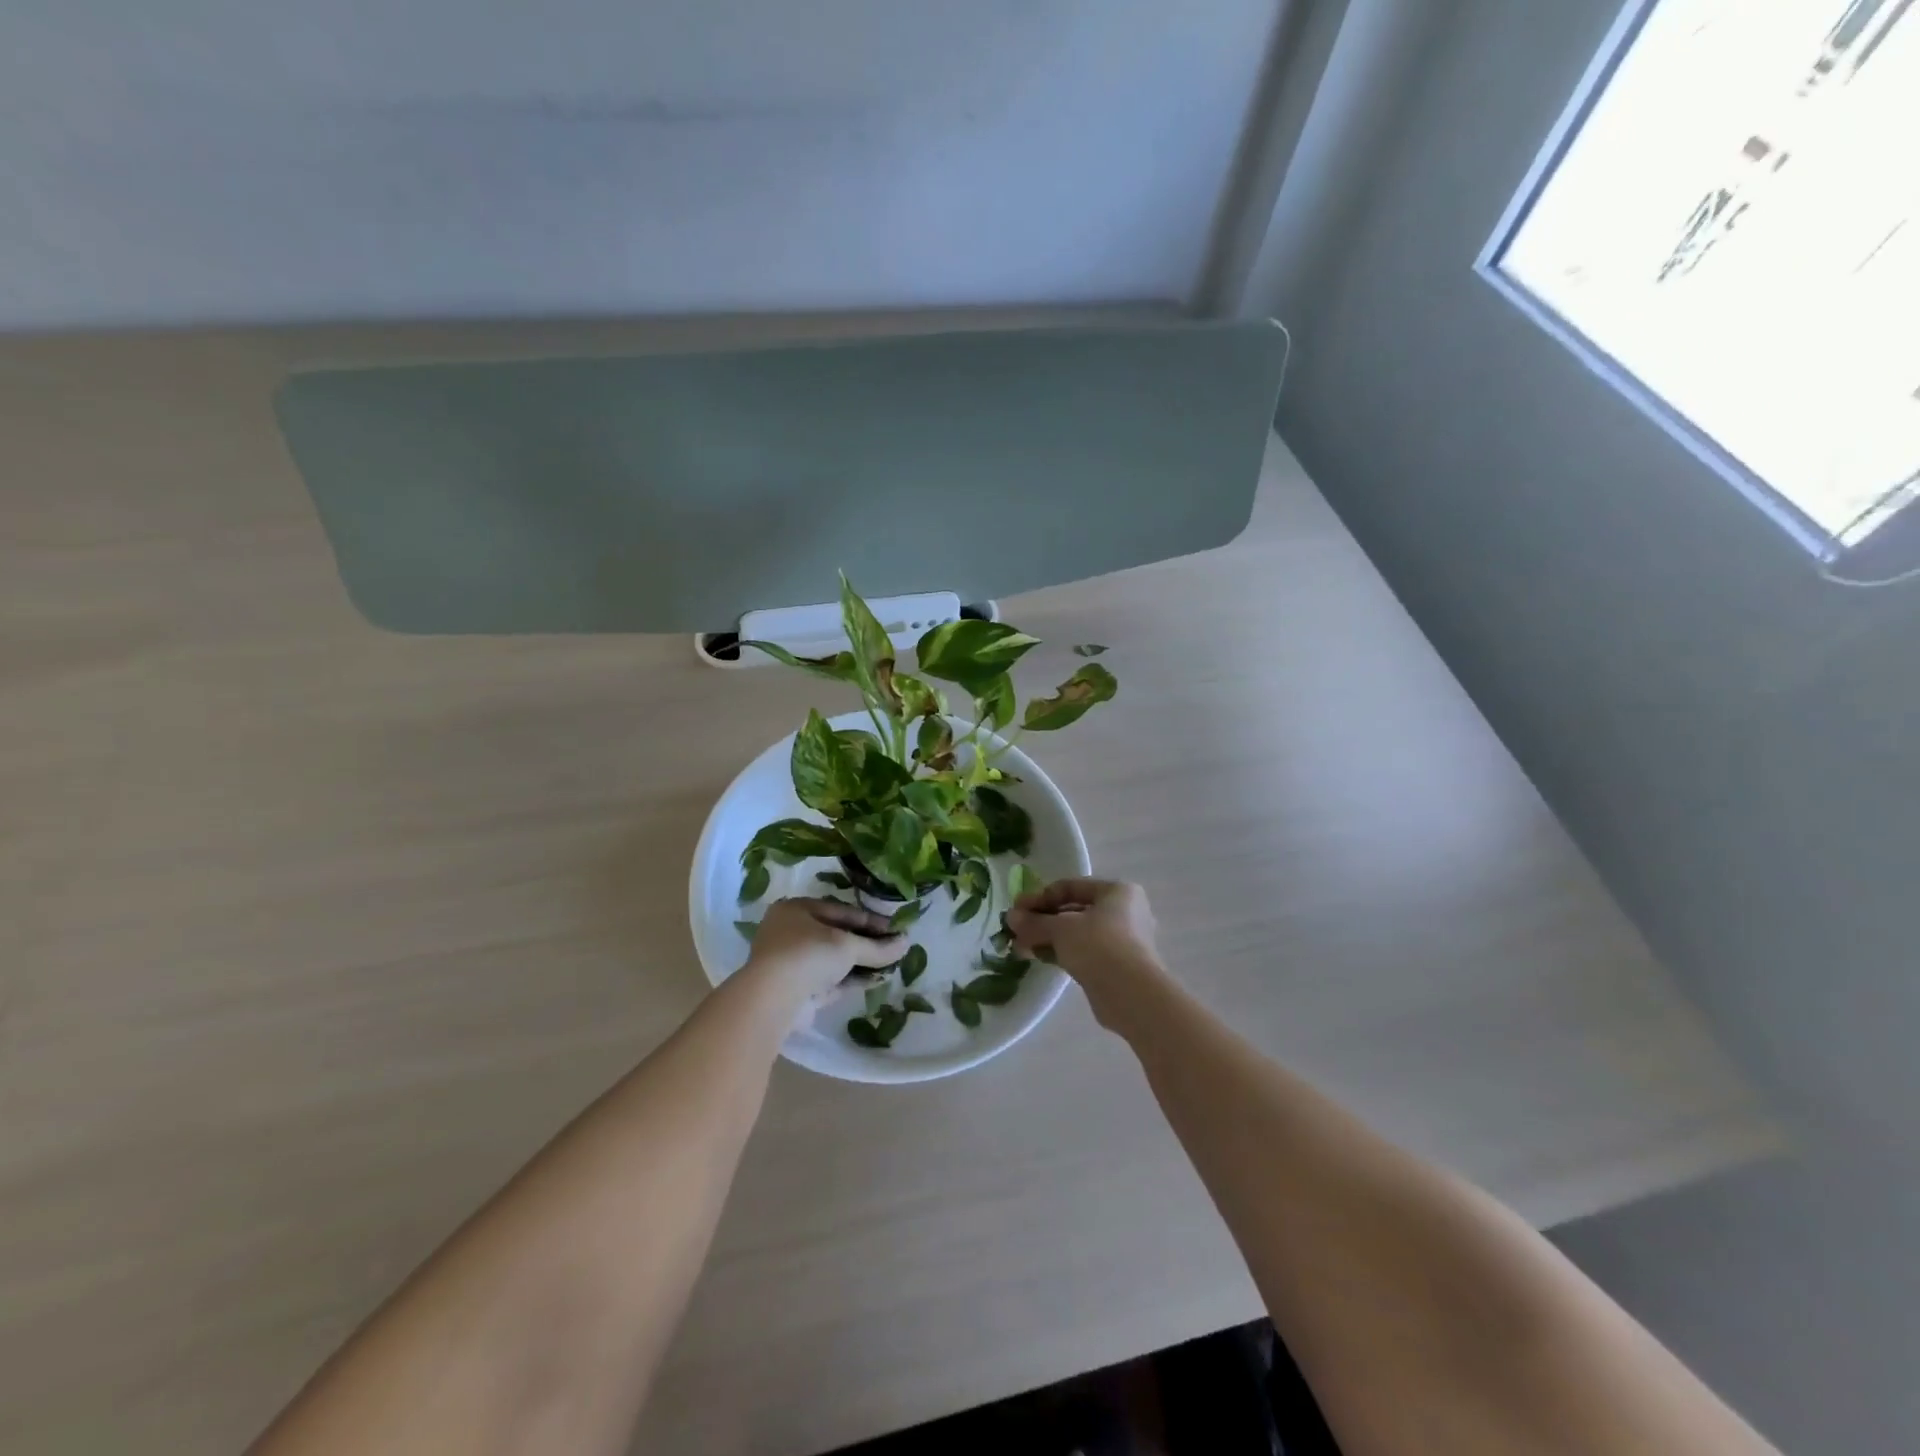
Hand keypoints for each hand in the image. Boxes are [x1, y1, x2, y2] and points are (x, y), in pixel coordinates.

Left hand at [744, 897, 906, 1004]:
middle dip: (866, 942)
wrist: (773, 999)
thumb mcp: (847, 945)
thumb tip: (906, 944)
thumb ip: (877, 946)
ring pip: (834, 959)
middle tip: (894, 945)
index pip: (840, 910)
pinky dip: (852, 979)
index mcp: (796, 909)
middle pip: (837, 935)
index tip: (895, 927)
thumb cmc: (807, 954)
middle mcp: (790, 932)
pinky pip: (831, 980)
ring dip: (861, 961)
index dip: (869, 919)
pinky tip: (878, 979)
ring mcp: (792, 963)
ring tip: (891, 963)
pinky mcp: (798, 990)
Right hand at [1007, 878, 1161, 985]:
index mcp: (1118, 891)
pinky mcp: (1117, 966)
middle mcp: (1124, 912)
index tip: (1016, 909)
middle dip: (1042, 920)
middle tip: (1016, 930)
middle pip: (1074, 910)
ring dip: (1048, 938)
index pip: (1071, 887)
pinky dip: (1062, 952)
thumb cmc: (1099, 945)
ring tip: (1021, 948)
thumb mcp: (1061, 928)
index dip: (1040, 897)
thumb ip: (1034, 922)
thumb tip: (1011, 917)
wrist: (1132, 995)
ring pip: (1077, 933)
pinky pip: (1084, 952)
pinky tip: (1038, 958)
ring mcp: (1122, 941)